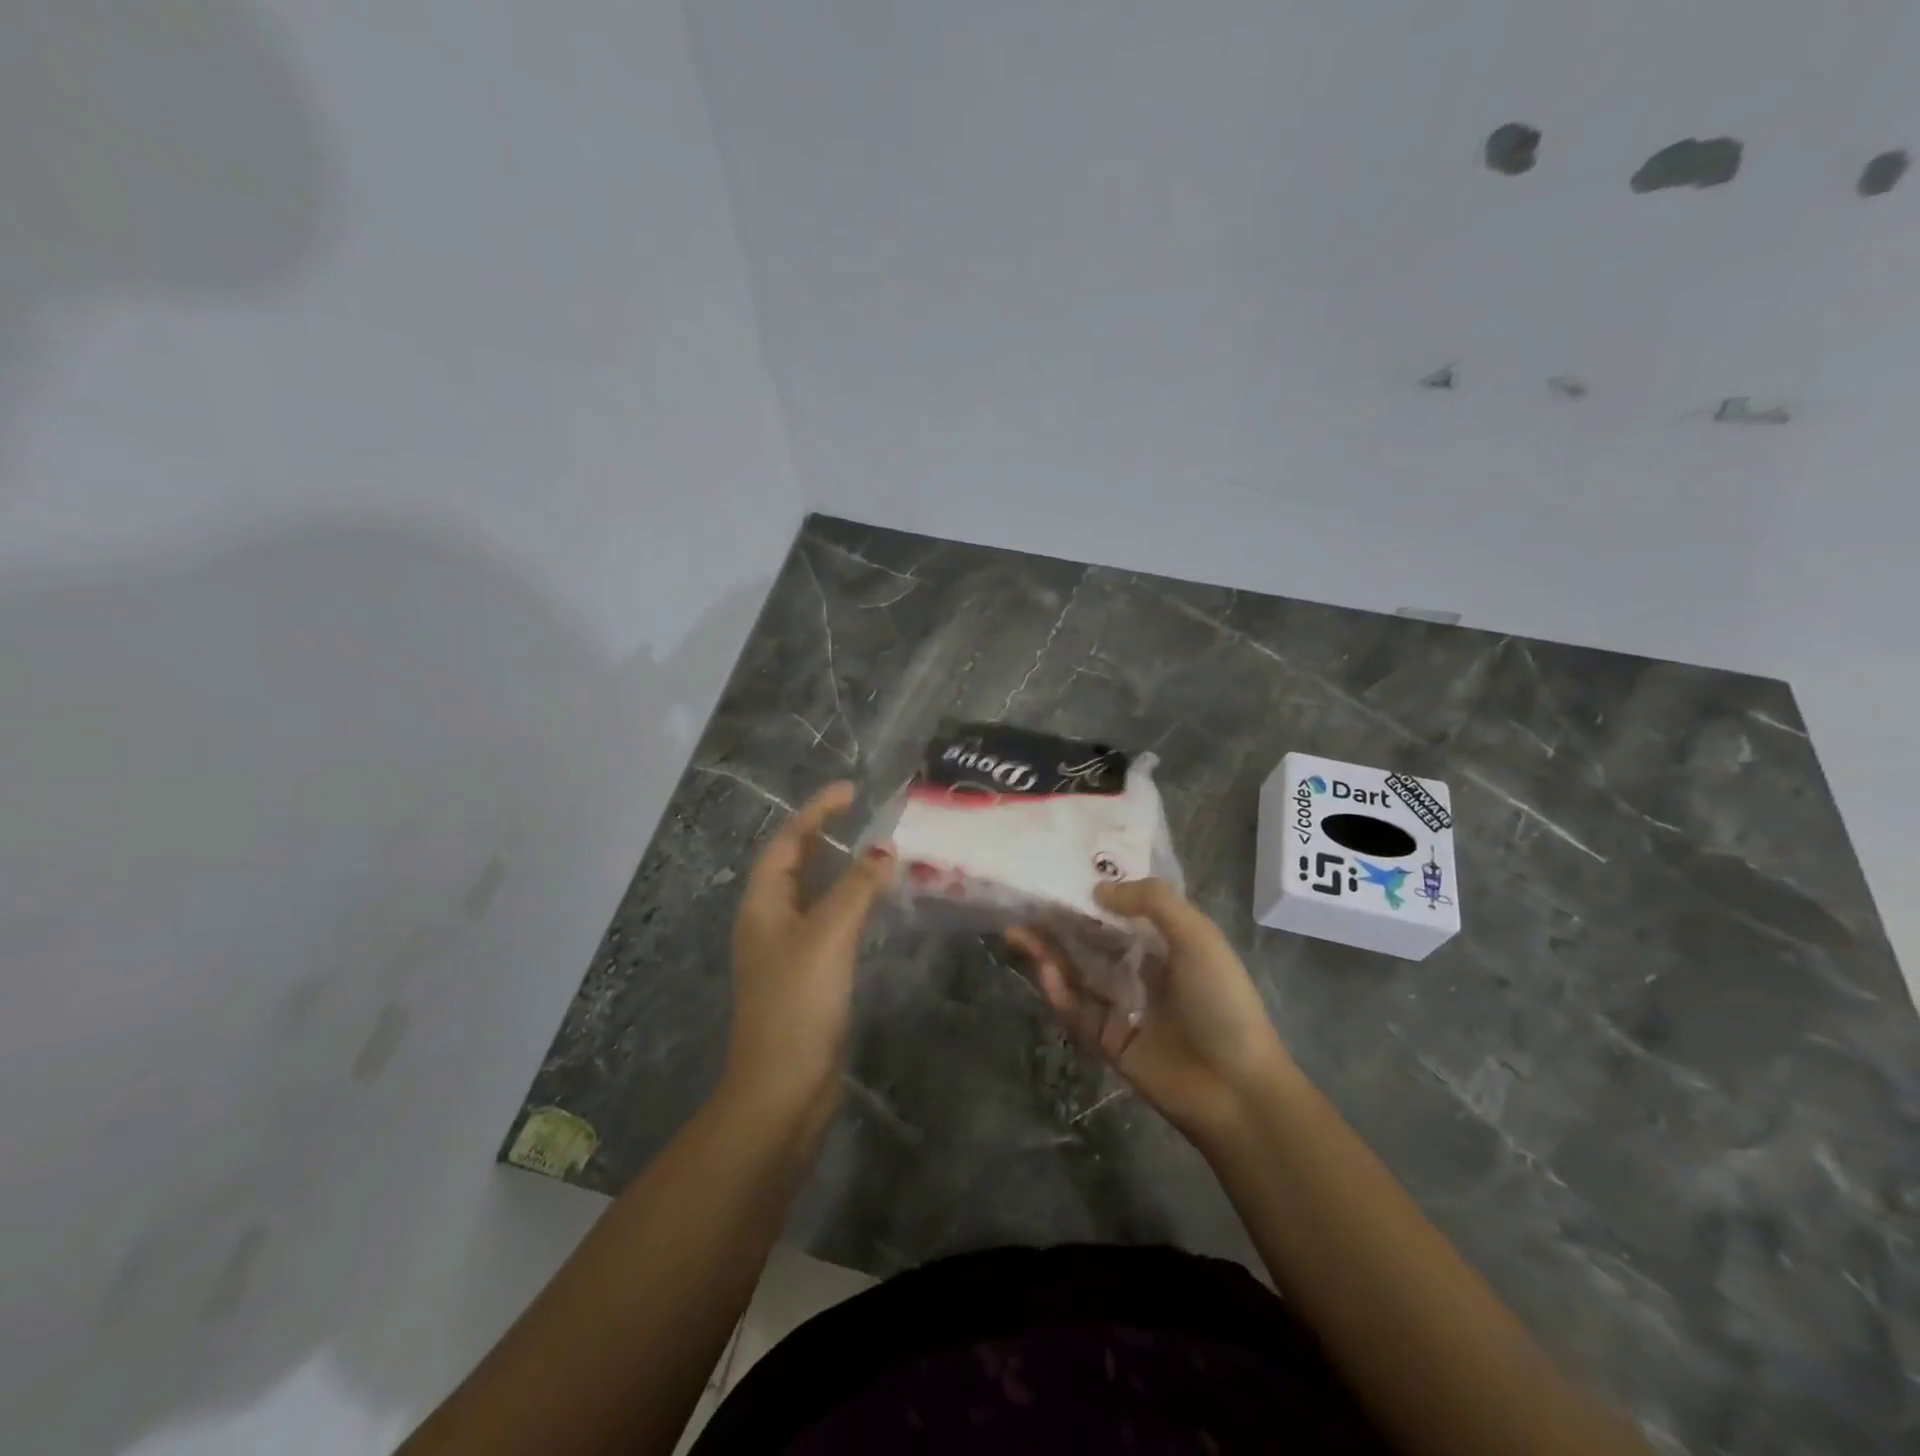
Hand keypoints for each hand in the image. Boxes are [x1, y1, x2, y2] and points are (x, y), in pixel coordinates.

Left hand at [725, 781, 894, 1125]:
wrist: (783, 1089)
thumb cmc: (798, 1003)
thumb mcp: (828, 936)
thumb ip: (857, 889)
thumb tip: (885, 850)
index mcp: (763, 905)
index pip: (787, 843)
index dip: (816, 812)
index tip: (851, 791)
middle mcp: (769, 922)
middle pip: (793, 865)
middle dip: (822, 835)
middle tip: (860, 815)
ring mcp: (786, 952)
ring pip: (812, 895)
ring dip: (839, 870)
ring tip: (874, 852)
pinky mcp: (806, 978)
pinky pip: (828, 924)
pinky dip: (848, 904)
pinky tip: (872, 908)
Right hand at [1008, 879, 1296, 1142]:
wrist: (1237, 1090)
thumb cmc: (1221, 1001)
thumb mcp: (1198, 936)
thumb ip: (1152, 901)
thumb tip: (1098, 890)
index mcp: (1166, 943)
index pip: (1121, 911)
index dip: (1091, 894)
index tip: (1058, 873)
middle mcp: (1140, 970)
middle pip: (1090, 940)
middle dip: (1058, 922)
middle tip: (1023, 902)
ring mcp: (1121, 1006)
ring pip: (1076, 973)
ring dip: (1048, 952)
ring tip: (1016, 931)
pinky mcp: (1107, 1040)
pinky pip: (1076, 1011)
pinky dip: (1057, 991)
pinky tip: (1043, 971)